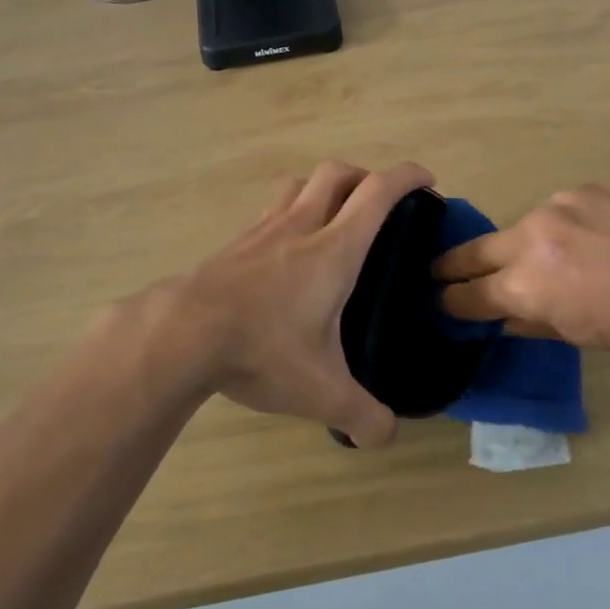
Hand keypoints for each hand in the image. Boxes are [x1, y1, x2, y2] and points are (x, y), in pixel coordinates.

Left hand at [148, 160, 434, 447]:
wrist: (182, 334)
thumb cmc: (262, 350)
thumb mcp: (322, 393)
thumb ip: (363, 416)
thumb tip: (386, 436)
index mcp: (334, 249)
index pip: (378, 192)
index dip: (408, 176)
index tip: (426, 181)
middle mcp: (300, 226)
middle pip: (337, 173)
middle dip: (366, 176)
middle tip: (380, 203)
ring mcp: (263, 230)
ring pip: (300, 185)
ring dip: (324, 189)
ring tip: (335, 218)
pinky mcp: (235, 243)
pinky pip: (271, 211)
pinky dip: (290, 214)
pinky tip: (288, 251)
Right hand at [433, 184, 609, 355]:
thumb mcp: (581, 334)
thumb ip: (531, 321)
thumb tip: (504, 316)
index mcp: (527, 283)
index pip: (469, 294)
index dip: (451, 301)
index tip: (441, 302)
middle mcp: (531, 236)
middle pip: (475, 250)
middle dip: (455, 265)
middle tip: (440, 271)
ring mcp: (558, 205)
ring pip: (522, 226)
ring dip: (523, 244)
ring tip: (551, 258)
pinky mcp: (586, 188)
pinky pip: (560, 209)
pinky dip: (563, 225)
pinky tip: (591, 238)